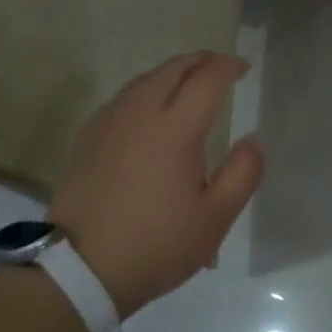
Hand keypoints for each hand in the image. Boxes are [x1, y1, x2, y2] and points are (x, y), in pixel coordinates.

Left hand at [48, 51, 263, 318]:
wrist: (78, 271)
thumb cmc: (156, 245)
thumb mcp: (215, 219)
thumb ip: (243, 173)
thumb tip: (253, 139)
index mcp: (175, 130)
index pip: (207, 80)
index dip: (228, 67)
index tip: (243, 68)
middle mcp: (140, 115)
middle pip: (172, 69)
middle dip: (200, 61)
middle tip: (220, 66)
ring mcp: (108, 124)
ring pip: (144, 80)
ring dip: (172, 72)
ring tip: (189, 81)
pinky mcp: (87, 139)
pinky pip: (123, 98)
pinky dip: (146, 90)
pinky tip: (150, 108)